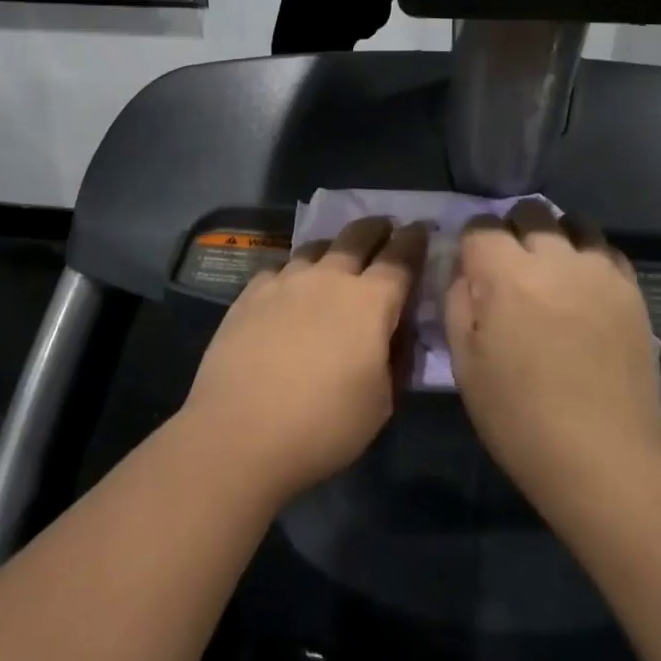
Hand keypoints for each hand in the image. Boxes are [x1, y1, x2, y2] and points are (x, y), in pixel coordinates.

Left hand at [182, 217, 427, 503]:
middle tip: (386, 227)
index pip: (400, 258)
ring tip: (337, 255)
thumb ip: (395, 359)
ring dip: (334, 247)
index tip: (422, 228)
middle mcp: (329, 278)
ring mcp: (285, 281)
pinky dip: (293, 271)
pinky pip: (280, 269)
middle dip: (377, 228)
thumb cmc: (323, 425)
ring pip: (316, 247)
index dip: (415, 240)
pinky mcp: (250, 294)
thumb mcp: (382, 403)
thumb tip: (395, 333)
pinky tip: (289, 287)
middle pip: (357, 236)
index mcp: (370, 301)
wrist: (239, 432)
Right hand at [445, 202, 660, 516]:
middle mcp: (554, 258)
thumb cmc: (518, 416)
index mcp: (506, 274)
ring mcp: (599, 271)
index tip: (473, 265)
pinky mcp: (631, 291)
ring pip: (574, 223)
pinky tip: (585, 288)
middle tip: (511, 267)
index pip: (482, 224)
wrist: (602, 458)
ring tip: (553, 270)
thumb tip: (465, 269)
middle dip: (513, 229)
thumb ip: (457, 301)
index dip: (472, 240)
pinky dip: (590, 257)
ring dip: (556, 236)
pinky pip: (607, 251)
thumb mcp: (464, 362)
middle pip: (529, 211)